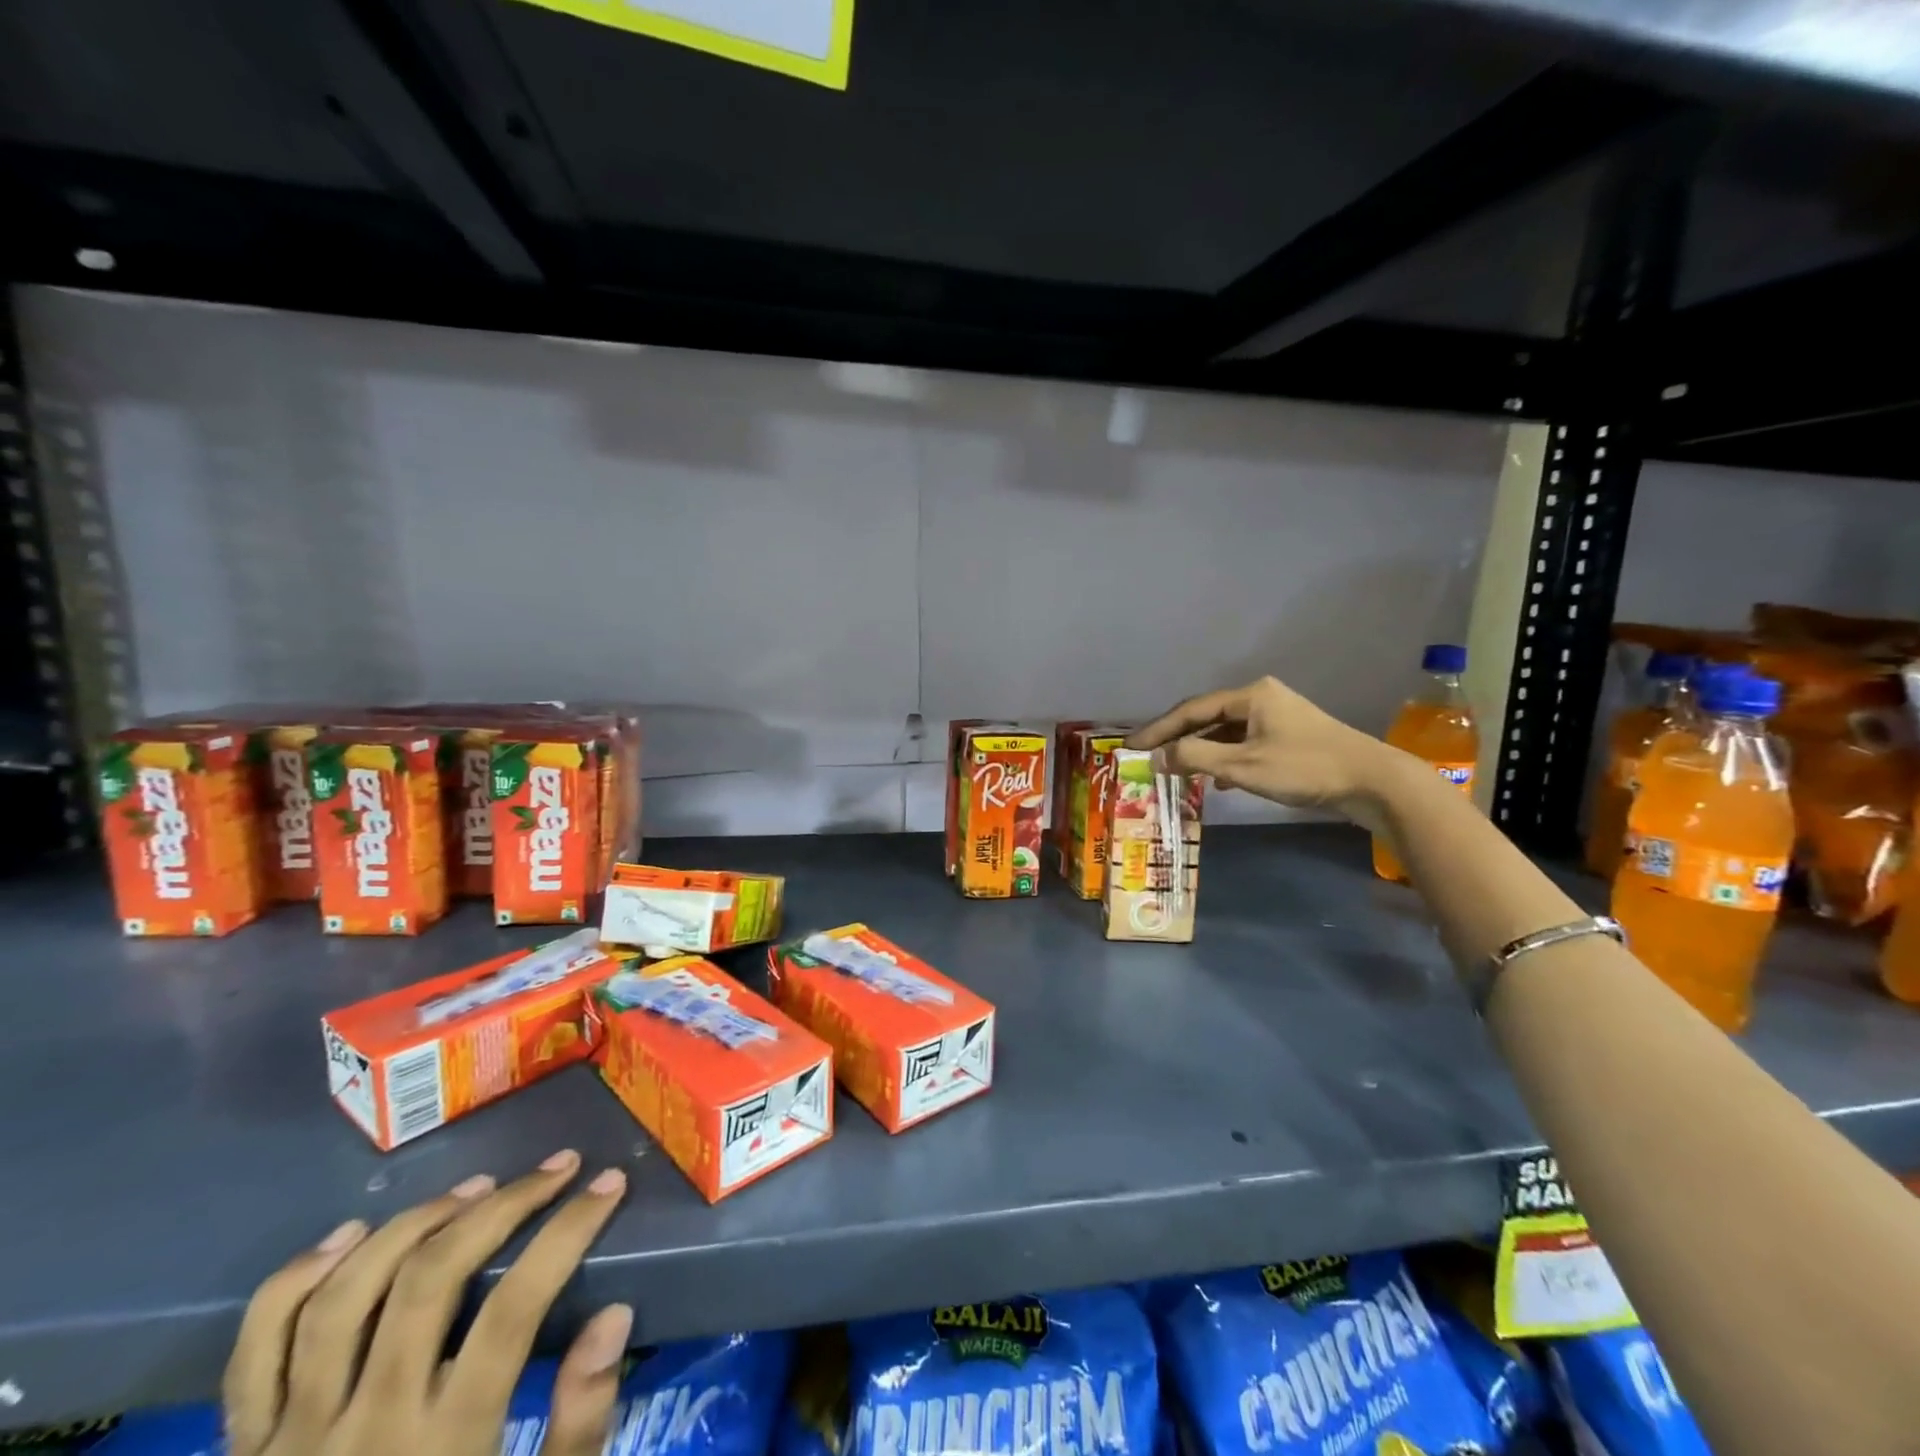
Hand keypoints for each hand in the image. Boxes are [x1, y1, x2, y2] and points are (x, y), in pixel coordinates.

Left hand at [225, 1150, 630, 1455]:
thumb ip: (578, 1424)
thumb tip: (614, 1314)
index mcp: (442, 1448)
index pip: (515, 1307)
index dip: (569, 1231)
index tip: (608, 1184)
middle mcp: (363, 1428)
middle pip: (432, 1279)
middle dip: (505, 1205)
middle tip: (555, 1168)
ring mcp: (289, 1438)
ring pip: (348, 1293)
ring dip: (418, 1223)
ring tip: (475, 1188)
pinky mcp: (241, 1452)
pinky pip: (257, 1347)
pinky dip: (299, 1277)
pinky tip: (353, 1234)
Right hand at [1127, 676, 1398, 826]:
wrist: (1372, 781)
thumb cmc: (1304, 768)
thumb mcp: (1243, 765)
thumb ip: (1196, 757)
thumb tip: (1157, 757)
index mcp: (1250, 695)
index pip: (1191, 710)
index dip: (1158, 728)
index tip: (1130, 745)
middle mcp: (1261, 698)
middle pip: (1206, 717)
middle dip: (1176, 738)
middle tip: (1146, 754)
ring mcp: (1277, 717)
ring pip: (1225, 732)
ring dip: (1199, 750)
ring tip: (1173, 768)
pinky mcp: (1289, 738)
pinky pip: (1243, 743)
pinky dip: (1223, 758)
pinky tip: (1214, 780)